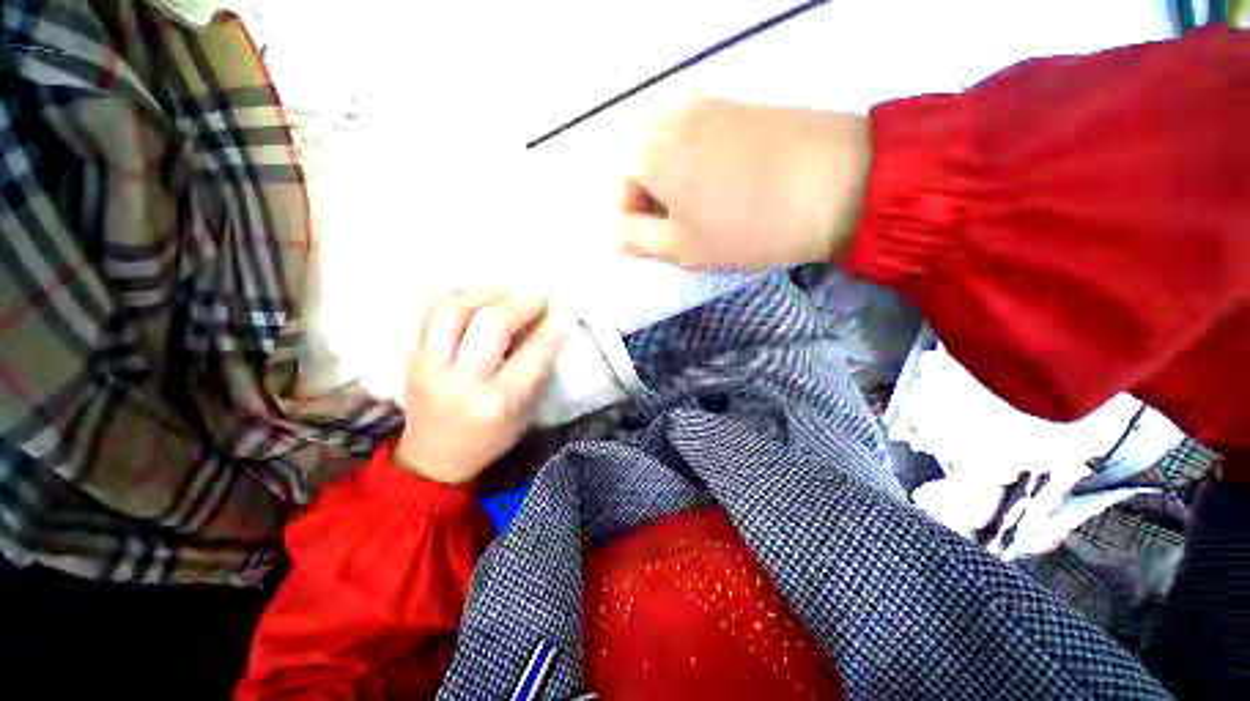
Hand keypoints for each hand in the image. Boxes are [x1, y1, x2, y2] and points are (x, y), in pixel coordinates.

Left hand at [394, 291, 575, 484]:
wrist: (434, 459)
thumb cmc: (491, 439)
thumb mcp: (526, 412)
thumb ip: (537, 369)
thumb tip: (547, 326)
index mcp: (498, 401)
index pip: (533, 353)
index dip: (555, 325)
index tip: (569, 305)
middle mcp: (462, 381)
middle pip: (491, 324)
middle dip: (521, 304)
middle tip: (537, 299)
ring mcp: (429, 367)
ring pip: (452, 311)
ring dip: (484, 294)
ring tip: (503, 295)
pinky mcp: (410, 359)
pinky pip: (424, 314)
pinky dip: (452, 299)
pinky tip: (472, 301)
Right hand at [620, 96, 871, 268]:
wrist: (837, 183)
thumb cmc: (746, 226)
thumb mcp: (681, 247)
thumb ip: (636, 240)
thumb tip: (616, 231)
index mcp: (648, 151)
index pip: (620, 187)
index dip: (635, 219)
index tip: (659, 241)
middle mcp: (668, 116)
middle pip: (644, 166)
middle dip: (656, 201)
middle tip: (684, 230)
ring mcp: (706, 103)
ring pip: (672, 153)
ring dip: (679, 185)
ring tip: (709, 212)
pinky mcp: (737, 104)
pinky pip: (700, 139)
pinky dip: (702, 166)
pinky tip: (729, 186)